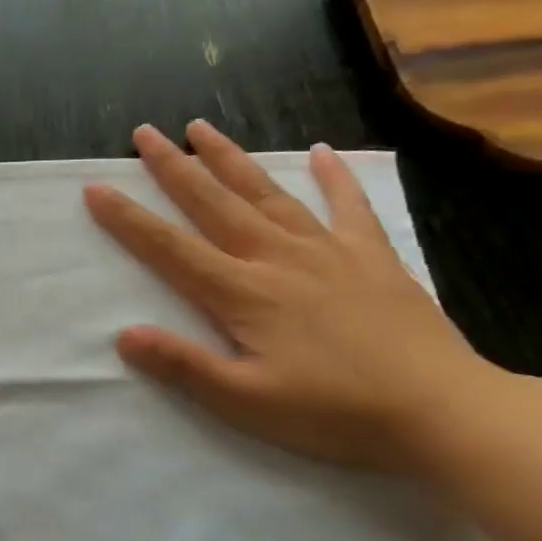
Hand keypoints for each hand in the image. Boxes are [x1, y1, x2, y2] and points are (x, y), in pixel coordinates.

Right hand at [84, 121, 495, 471]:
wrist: (444, 412)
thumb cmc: (335, 412)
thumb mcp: (246, 402)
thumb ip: (184, 365)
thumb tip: (124, 335)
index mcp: (243, 293)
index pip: (170, 248)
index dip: (128, 219)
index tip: (96, 188)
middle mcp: (277, 258)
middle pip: (214, 204)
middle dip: (173, 167)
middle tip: (145, 133)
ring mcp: (328, 252)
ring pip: (268, 194)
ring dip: (230, 159)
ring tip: (201, 128)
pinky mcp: (372, 258)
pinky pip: (350, 207)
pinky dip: (335, 177)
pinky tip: (322, 152)